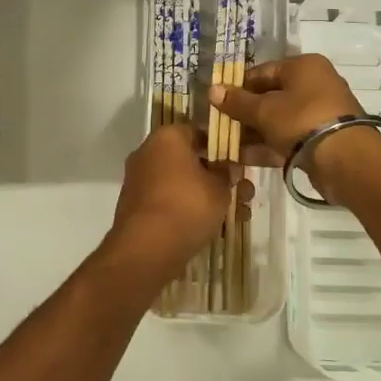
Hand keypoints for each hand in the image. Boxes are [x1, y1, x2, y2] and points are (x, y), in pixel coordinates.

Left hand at [106, 125, 247, 288]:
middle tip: (243, 193)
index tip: (239, 163)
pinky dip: (189, 211)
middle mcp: (148, 153)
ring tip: (237, 217)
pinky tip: (215, 229)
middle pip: (190, 160)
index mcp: (166, 138)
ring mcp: (139, 181)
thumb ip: (227, 173)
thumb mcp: (220, 187)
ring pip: (182, 184)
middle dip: (218, 178)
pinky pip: (169, 202)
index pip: (198, 132)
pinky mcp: (137, 208)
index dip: (222, 147)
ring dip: (208, 197)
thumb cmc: (188, 205)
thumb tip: (227, 168)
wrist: (147, 248)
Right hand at [208, 54, 380, 199]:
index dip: (238, 86)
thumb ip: (237, 102)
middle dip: (244, 113)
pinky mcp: (321, 140)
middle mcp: (314, 85)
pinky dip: (267, 146)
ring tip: (225, 145)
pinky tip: (242, 158)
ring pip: (278, 120)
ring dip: (252, 132)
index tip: (218, 102)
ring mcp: (319, 114)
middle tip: (220, 126)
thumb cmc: (301, 120)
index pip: (262, 71)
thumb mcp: (264, 110)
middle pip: (270, 97)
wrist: (345, 159)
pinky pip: (288, 139)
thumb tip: (212, 90)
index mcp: (303, 67)